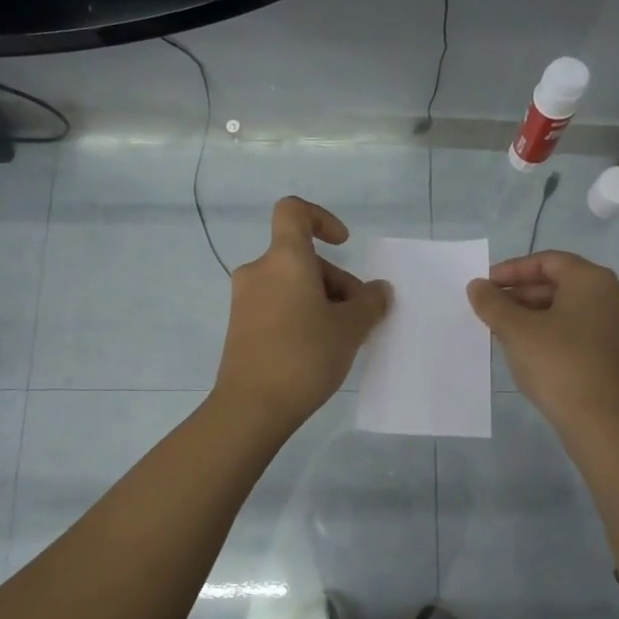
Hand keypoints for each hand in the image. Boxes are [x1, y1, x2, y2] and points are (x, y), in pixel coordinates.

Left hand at [213, 197, 392, 430]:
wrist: (251, 407)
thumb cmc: (304, 356)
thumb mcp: (350, 328)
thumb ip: (370, 303)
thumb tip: (378, 291)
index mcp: (285, 259)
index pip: (294, 211)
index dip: (321, 219)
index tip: (343, 244)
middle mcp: (259, 271)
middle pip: (302, 258)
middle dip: (335, 281)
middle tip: (358, 318)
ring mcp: (244, 300)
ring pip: (291, 284)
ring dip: (320, 300)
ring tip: (342, 338)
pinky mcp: (240, 326)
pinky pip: (277, 305)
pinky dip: (300, 314)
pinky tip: (317, 349)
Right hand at [467, 251, 618, 436]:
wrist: (605, 425)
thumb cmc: (559, 366)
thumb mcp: (517, 331)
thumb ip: (493, 303)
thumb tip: (478, 286)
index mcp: (594, 281)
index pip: (548, 261)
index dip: (512, 270)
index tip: (486, 286)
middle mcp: (617, 298)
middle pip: (562, 285)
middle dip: (523, 295)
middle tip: (492, 311)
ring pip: (573, 311)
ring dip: (538, 316)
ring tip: (506, 333)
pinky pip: (585, 334)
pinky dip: (557, 335)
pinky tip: (533, 354)